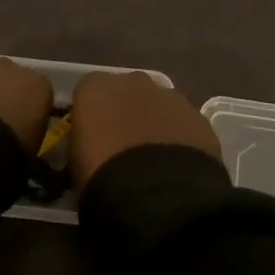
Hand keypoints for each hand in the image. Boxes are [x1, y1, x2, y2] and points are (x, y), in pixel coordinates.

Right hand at [69, 71, 222, 189]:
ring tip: (154, 159)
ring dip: (155, 122)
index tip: (91, 136)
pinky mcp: (198, 116)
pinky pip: (183, 123)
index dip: (91, 113)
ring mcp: (170, 96)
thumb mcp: (76, 159)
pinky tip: (177, 164)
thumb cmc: (102, 174)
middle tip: (123, 144)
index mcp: (96, 87)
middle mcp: (133, 81)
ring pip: (159, 104)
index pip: (88, 91)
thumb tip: (91, 146)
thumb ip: (83, 141)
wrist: (155, 193)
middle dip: (126, 110)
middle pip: (126, 91)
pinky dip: (180, 137)